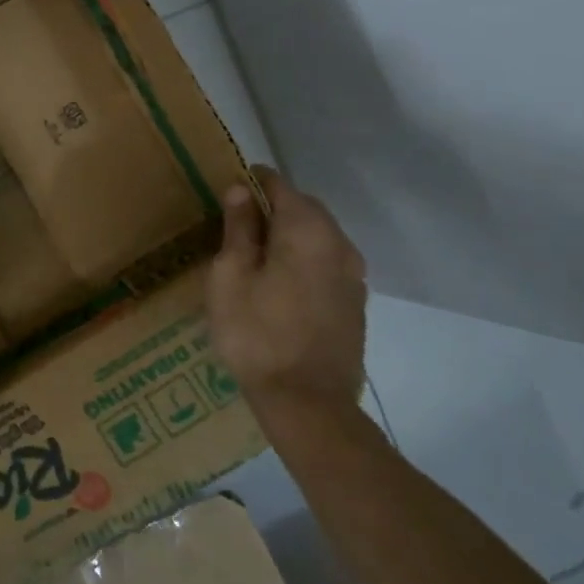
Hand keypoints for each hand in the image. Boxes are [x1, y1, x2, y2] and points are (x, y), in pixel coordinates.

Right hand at [209, 169, 366, 424]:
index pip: (279, 185)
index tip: (227, 190)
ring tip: (254, 254)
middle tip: (235, 224)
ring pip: (318, 236)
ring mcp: (353, 274)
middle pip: (304, 208)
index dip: (252, 182)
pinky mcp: (355, 301)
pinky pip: (326, 262)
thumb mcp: (230, 276)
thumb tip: (241, 189)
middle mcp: (339, 243)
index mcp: (307, 229)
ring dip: (289, 235)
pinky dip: (303, 259)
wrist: (307, 402)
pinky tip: (280, 282)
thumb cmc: (255, 333)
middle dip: (272, 208)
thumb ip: (238, 229)